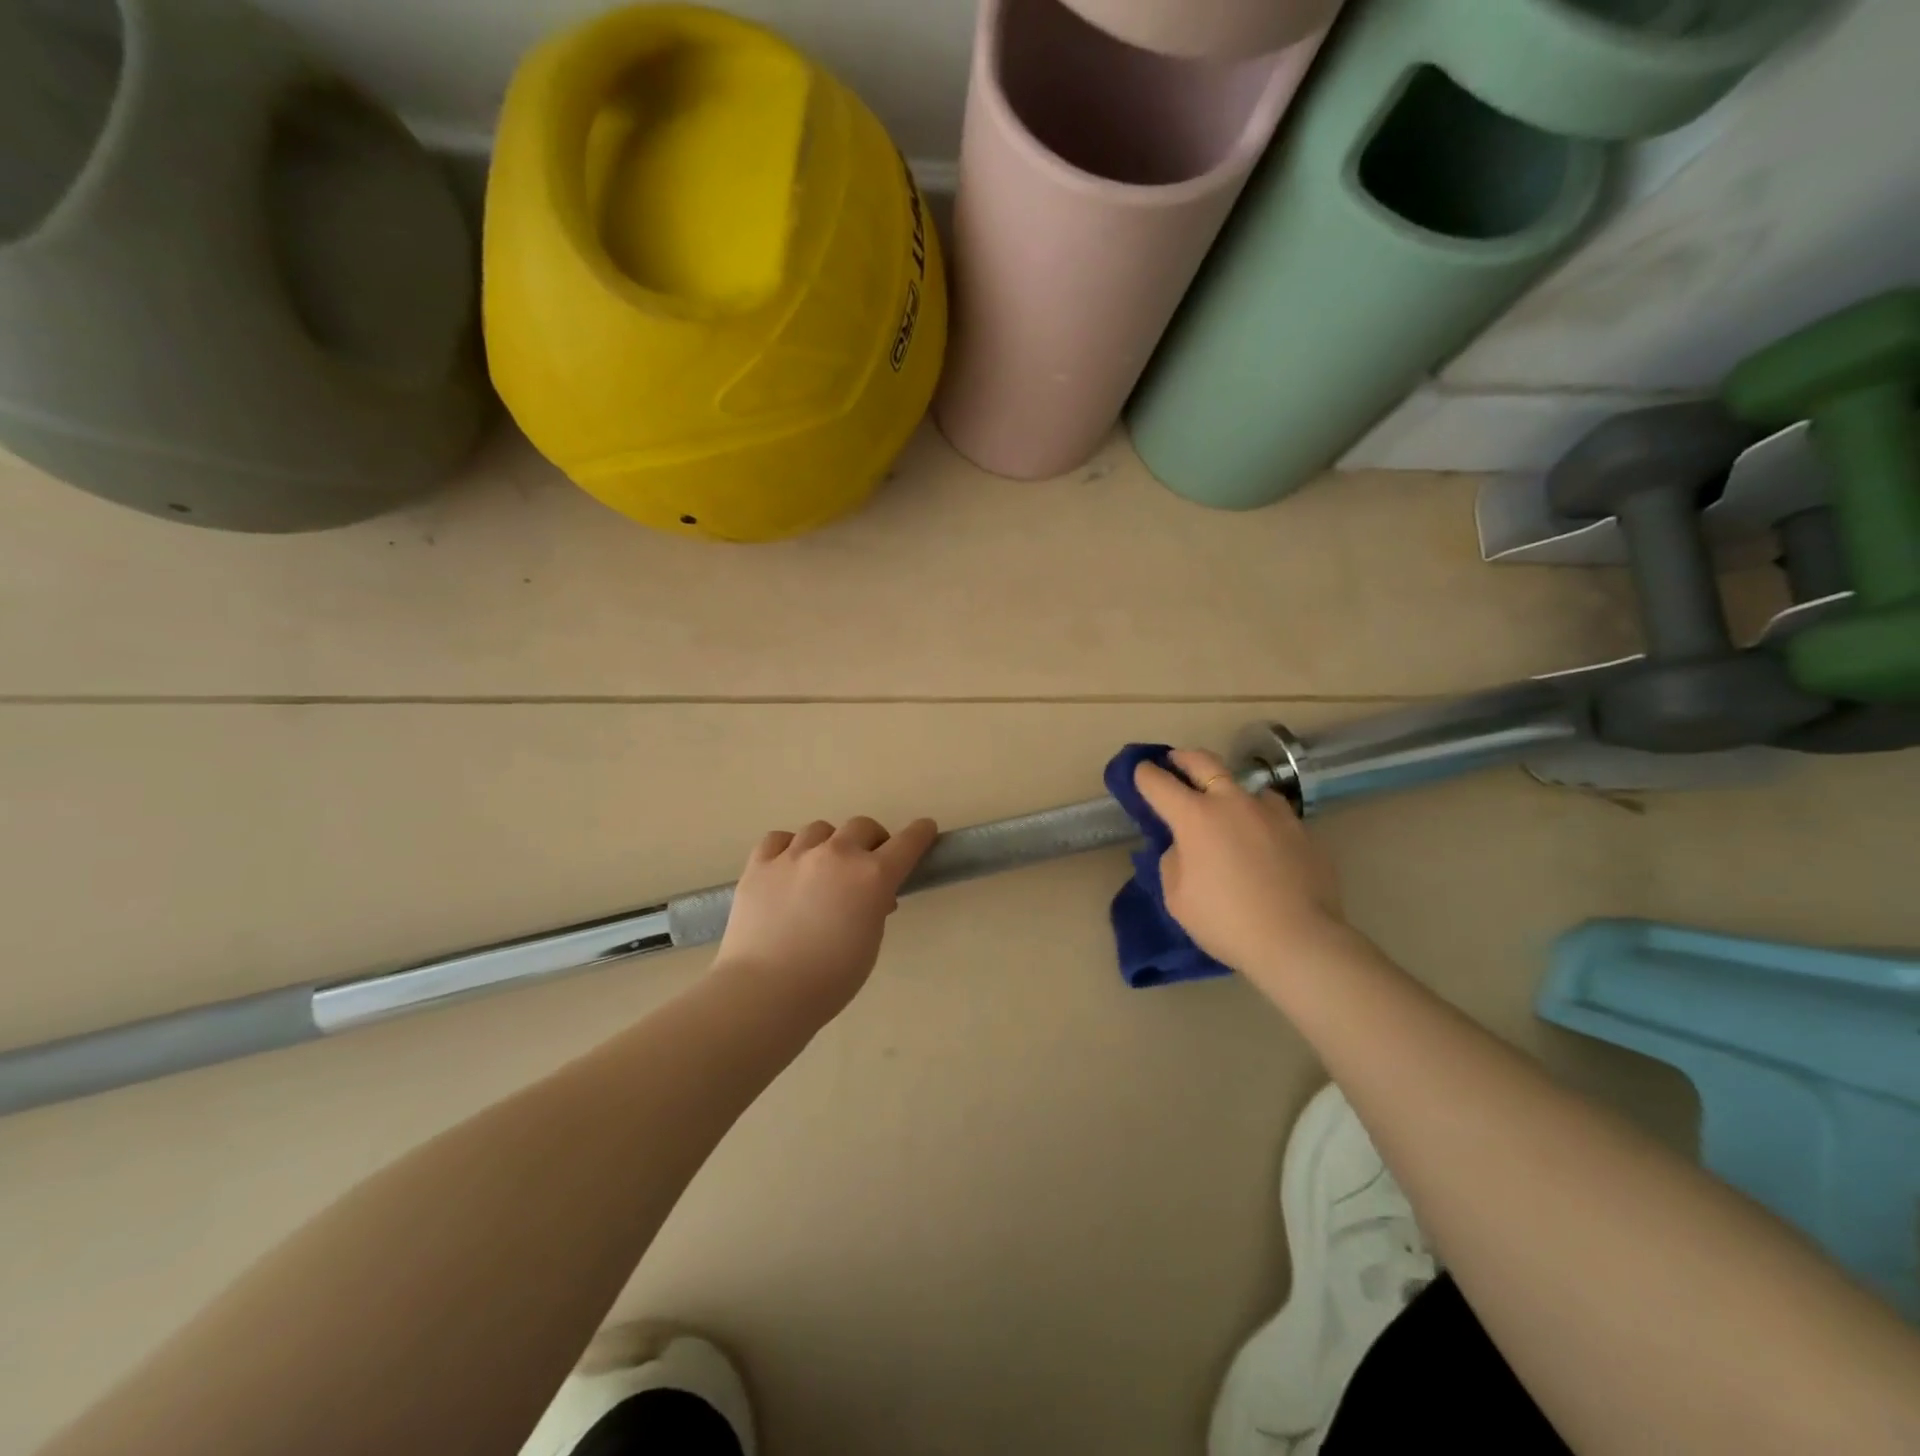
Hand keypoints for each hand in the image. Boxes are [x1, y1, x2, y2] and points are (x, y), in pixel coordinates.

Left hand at [713, 815, 937, 1018]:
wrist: (766, 991)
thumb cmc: (829, 979)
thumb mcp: (869, 943)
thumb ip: (874, 909)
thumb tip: (872, 896)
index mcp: (871, 876)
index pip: (906, 842)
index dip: (919, 834)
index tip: (925, 829)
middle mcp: (835, 855)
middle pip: (861, 826)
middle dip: (871, 840)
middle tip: (867, 863)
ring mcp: (794, 856)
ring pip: (820, 830)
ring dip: (829, 844)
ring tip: (823, 868)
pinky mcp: (759, 864)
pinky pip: (779, 839)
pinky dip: (788, 847)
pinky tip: (787, 865)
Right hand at [1133, 748, 1343, 978]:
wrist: (1298, 941)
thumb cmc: (1226, 921)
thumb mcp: (1177, 896)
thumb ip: (1174, 861)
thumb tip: (1185, 847)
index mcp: (1195, 817)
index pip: (1158, 782)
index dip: (1144, 775)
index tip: (1140, 772)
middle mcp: (1232, 802)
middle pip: (1203, 761)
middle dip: (1183, 758)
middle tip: (1175, 761)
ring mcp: (1272, 812)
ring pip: (1244, 785)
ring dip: (1228, 790)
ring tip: (1226, 808)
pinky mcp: (1301, 829)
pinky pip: (1272, 813)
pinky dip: (1258, 818)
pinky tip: (1261, 839)